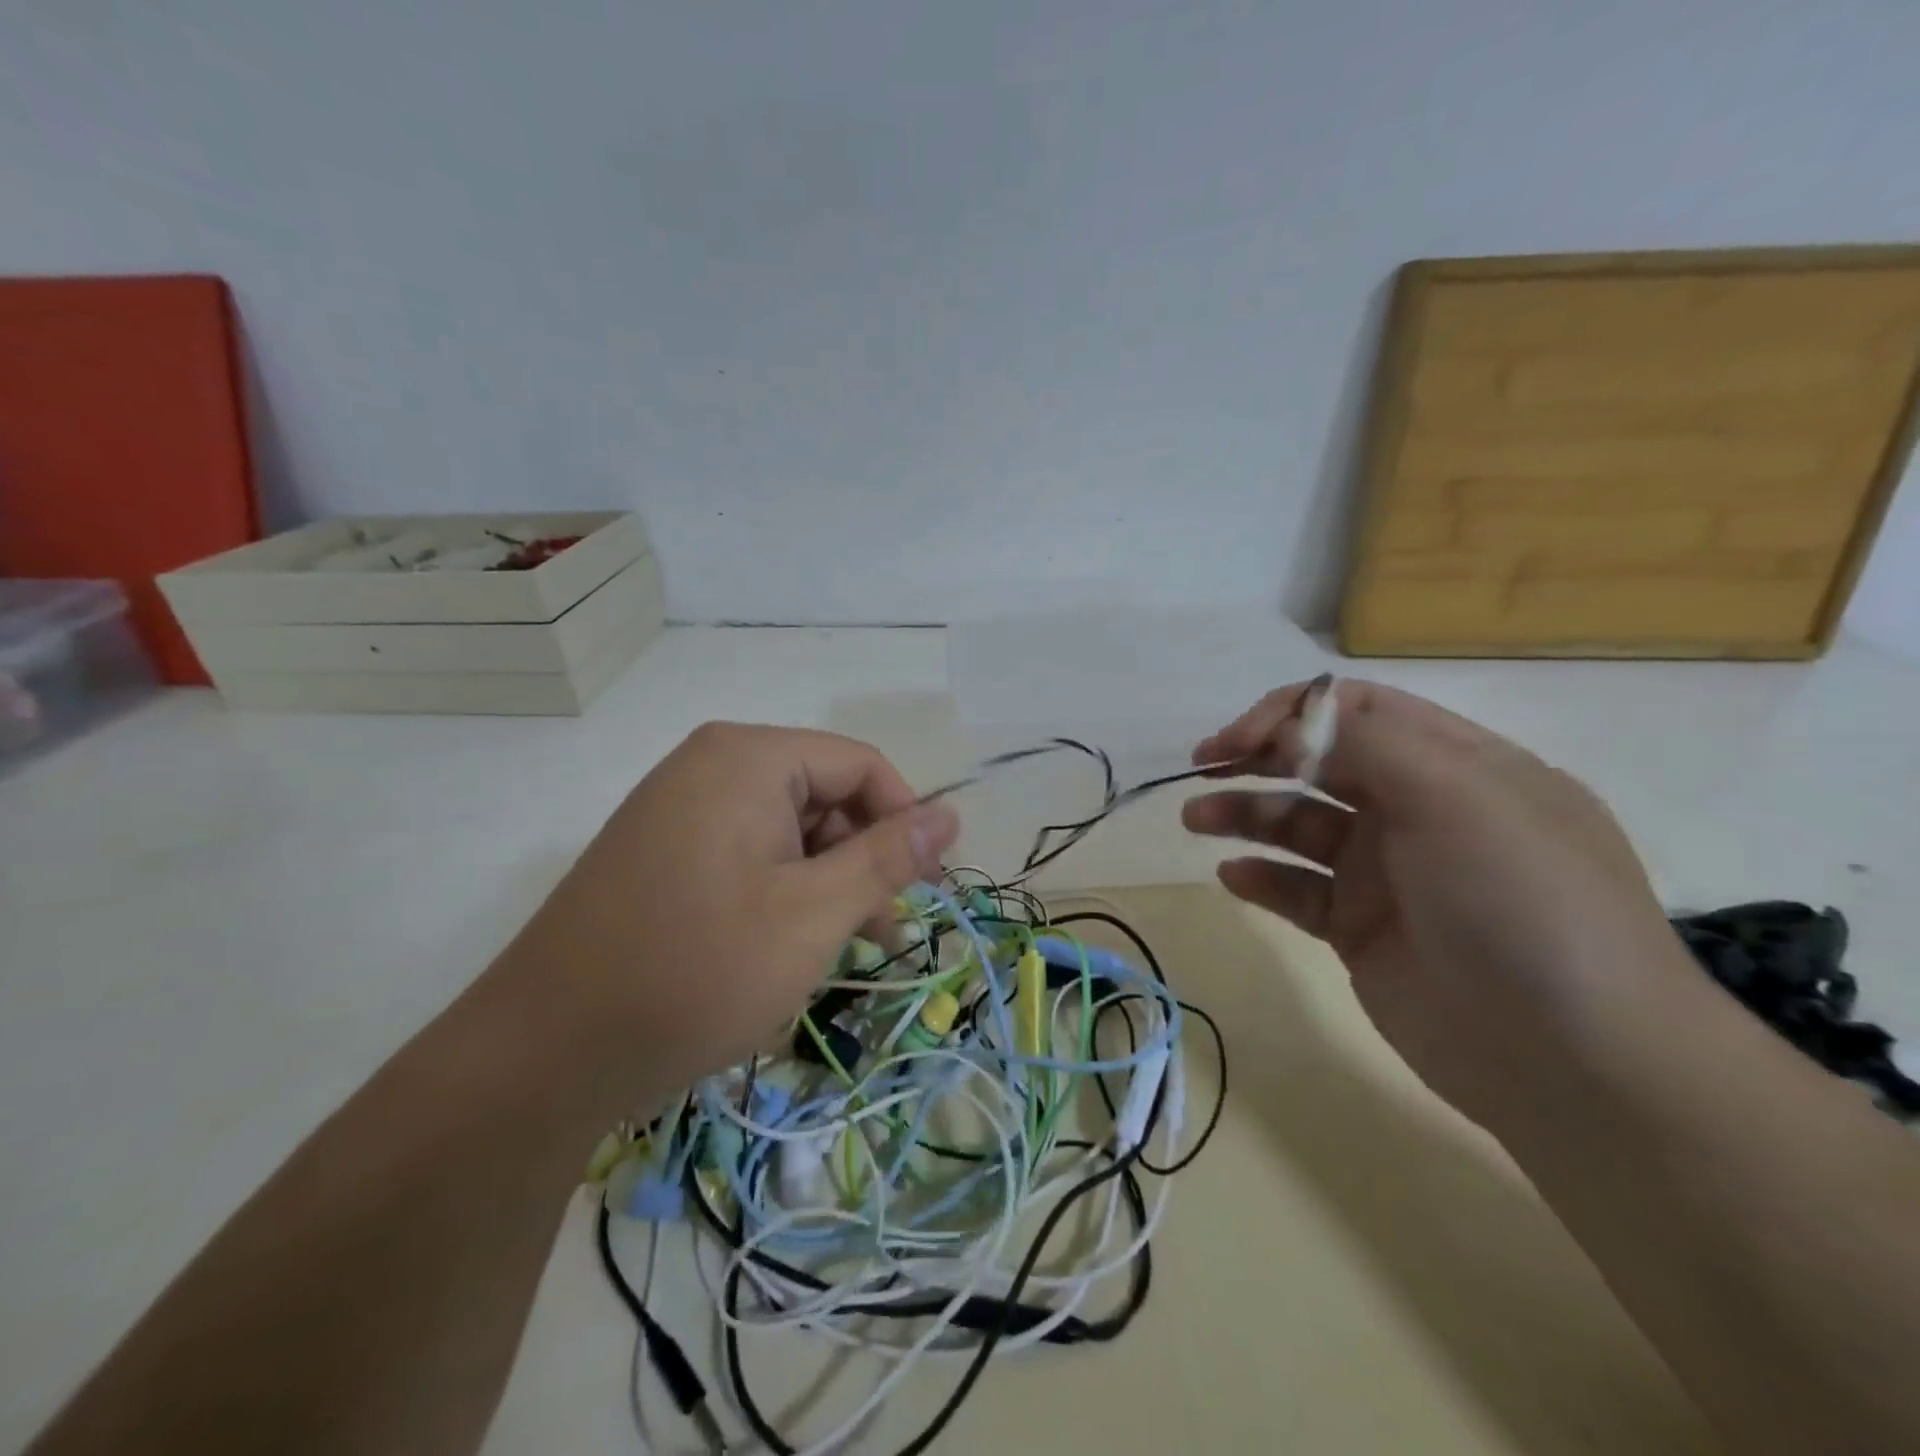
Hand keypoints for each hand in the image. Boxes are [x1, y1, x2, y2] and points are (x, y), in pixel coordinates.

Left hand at [494, 723, 959, 1115]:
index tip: (926, 888)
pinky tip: (785, 946)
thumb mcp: (814, 914)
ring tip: (840, 948)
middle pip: (823, 794)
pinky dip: (782, 890)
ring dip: (826, 882)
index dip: (905, 819)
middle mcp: (710, 766)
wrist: (543, 1054)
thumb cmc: (697, 970)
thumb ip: (889, 857)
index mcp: (747, 758)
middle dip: (863, 859)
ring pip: (787, 829)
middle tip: (882, 934)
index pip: (860, 764)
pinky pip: (746, 852)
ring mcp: (679, 808)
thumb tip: (952, 814)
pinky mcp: (660, 851)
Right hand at [1183, 680, 1686, 1136]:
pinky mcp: (1362, 929)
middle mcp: (1420, 810)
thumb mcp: (1458, 797)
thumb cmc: (1521, 904)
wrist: (1574, 1062)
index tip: (1240, 739)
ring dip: (1244, 813)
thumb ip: (1365, 746)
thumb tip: (1285, 729)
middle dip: (1257, 756)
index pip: (1359, 710)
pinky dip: (1261, 876)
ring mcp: (1388, 872)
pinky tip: (1233, 876)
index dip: (1292, 713)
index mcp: (1457, 765)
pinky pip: (1298, 889)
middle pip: (1320, 761)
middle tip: (1202, 768)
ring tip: (1196, 820)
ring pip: (1299, 822)